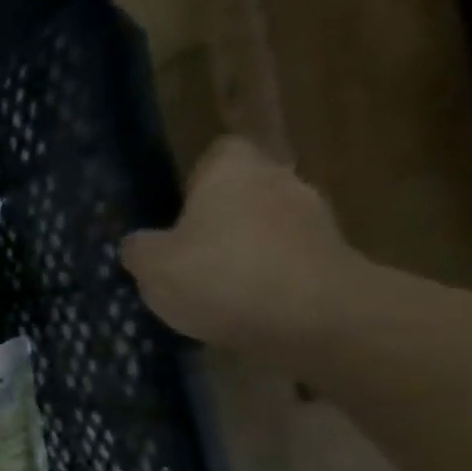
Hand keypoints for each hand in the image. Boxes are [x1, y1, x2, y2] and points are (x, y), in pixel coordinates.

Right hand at [122, 137, 359, 351]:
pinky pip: (287, 256)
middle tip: (187, 253)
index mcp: (233, 171)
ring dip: (244, 247)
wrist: (314, 317)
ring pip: (266, 224)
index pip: (218, 153)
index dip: (195, 178)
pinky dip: (267, 274)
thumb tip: (138, 242)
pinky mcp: (333, 255)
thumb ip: (139, 248)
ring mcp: (313, 217)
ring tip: (214, 287)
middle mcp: (279, 180)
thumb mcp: (152, 267)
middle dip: (220, 217)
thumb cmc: (221, 276)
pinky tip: (245, 305)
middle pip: (244, 190)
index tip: (176, 209)